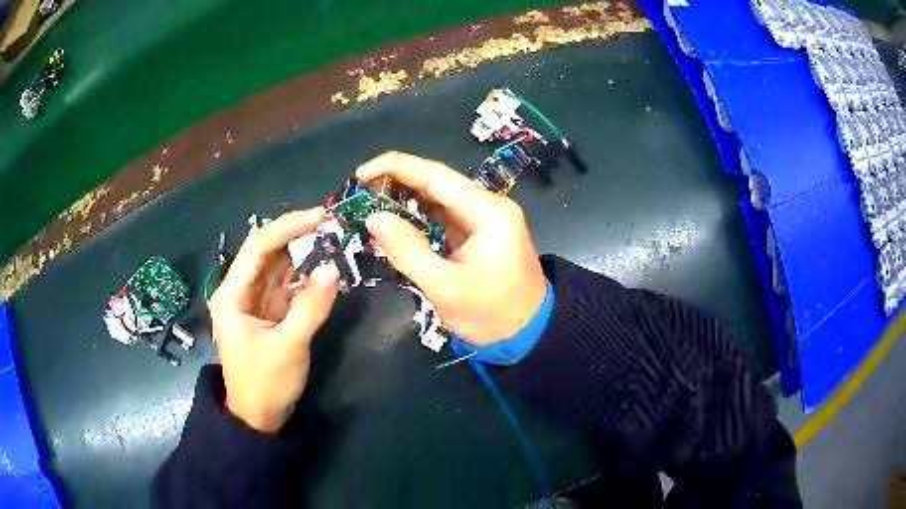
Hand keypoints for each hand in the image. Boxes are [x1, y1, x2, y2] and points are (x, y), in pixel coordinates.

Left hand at [209, 208, 339, 432]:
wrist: (258, 418)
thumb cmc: (264, 384)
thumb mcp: (288, 348)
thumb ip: (310, 308)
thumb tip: (333, 269)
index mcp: (232, 295)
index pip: (257, 247)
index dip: (287, 227)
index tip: (319, 217)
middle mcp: (240, 291)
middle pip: (267, 252)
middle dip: (296, 236)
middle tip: (331, 224)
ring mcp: (254, 302)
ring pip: (278, 267)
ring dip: (302, 253)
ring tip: (332, 239)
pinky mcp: (269, 314)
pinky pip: (286, 286)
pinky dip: (305, 276)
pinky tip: (324, 268)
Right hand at [357, 152, 546, 345]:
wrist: (529, 335)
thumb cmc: (492, 315)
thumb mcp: (446, 288)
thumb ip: (409, 251)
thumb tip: (374, 218)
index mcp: (487, 211)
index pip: (435, 175)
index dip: (395, 167)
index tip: (359, 174)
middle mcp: (487, 206)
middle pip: (436, 182)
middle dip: (396, 183)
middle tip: (358, 195)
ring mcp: (483, 220)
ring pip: (437, 199)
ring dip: (404, 200)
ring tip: (368, 206)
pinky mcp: (477, 235)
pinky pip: (442, 217)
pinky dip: (417, 219)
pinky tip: (394, 224)